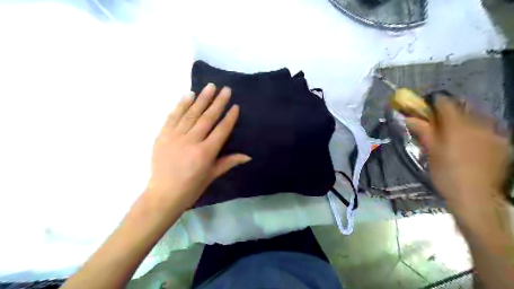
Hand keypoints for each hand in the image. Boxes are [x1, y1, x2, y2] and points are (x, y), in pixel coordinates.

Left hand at [147, 83, 250, 211]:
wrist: (163, 194)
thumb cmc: (192, 187)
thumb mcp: (212, 175)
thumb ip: (229, 162)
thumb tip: (248, 156)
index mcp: (206, 153)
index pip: (221, 130)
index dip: (229, 117)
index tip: (235, 106)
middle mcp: (191, 141)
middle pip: (207, 118)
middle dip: (218, 102)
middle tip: (225, 89)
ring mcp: (175, 137)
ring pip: (191, 114)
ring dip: (201, 99)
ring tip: (210, 86)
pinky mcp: (163, 135)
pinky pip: (173, 117)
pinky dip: (181, 105)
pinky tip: (188, 95)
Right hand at [405, 96, 509, 208]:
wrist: (475, 197)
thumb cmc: (446, 174)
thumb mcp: (430, 152)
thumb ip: (423, 131)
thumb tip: (408, 118)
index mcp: (456, 126)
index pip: (444, 102)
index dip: (433, 102)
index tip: (425, 108)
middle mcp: (478, 124)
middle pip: (463, 106)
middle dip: (449, 110)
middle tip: (438, 121)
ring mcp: (493, 132)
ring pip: (477, 116)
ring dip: (463, 118)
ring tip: (454, 132)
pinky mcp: (503, 142)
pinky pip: (488, 127)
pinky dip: (476, 129)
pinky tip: (470, 142)